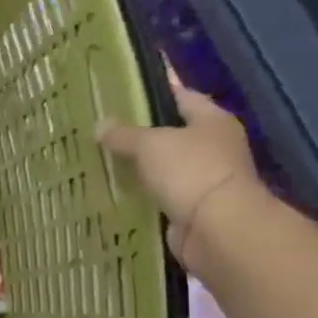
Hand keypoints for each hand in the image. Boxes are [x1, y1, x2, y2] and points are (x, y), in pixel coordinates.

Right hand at [99, 77, 264, 266]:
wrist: (217, 229)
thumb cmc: (190, 172)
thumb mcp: (150, 144)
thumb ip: (124, 134)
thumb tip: (100, 125)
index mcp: (212, 120)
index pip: (181, 95)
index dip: (154, 89)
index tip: (124, 88)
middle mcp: (213, 146)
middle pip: (172, 131)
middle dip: (141, 130)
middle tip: (104, 126)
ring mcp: (204, 179)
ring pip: (164, 165)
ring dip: (140, 165)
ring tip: (103, 157)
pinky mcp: (191, 207)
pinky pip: (161, 193)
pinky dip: (143, 192)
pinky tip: (115, 188)